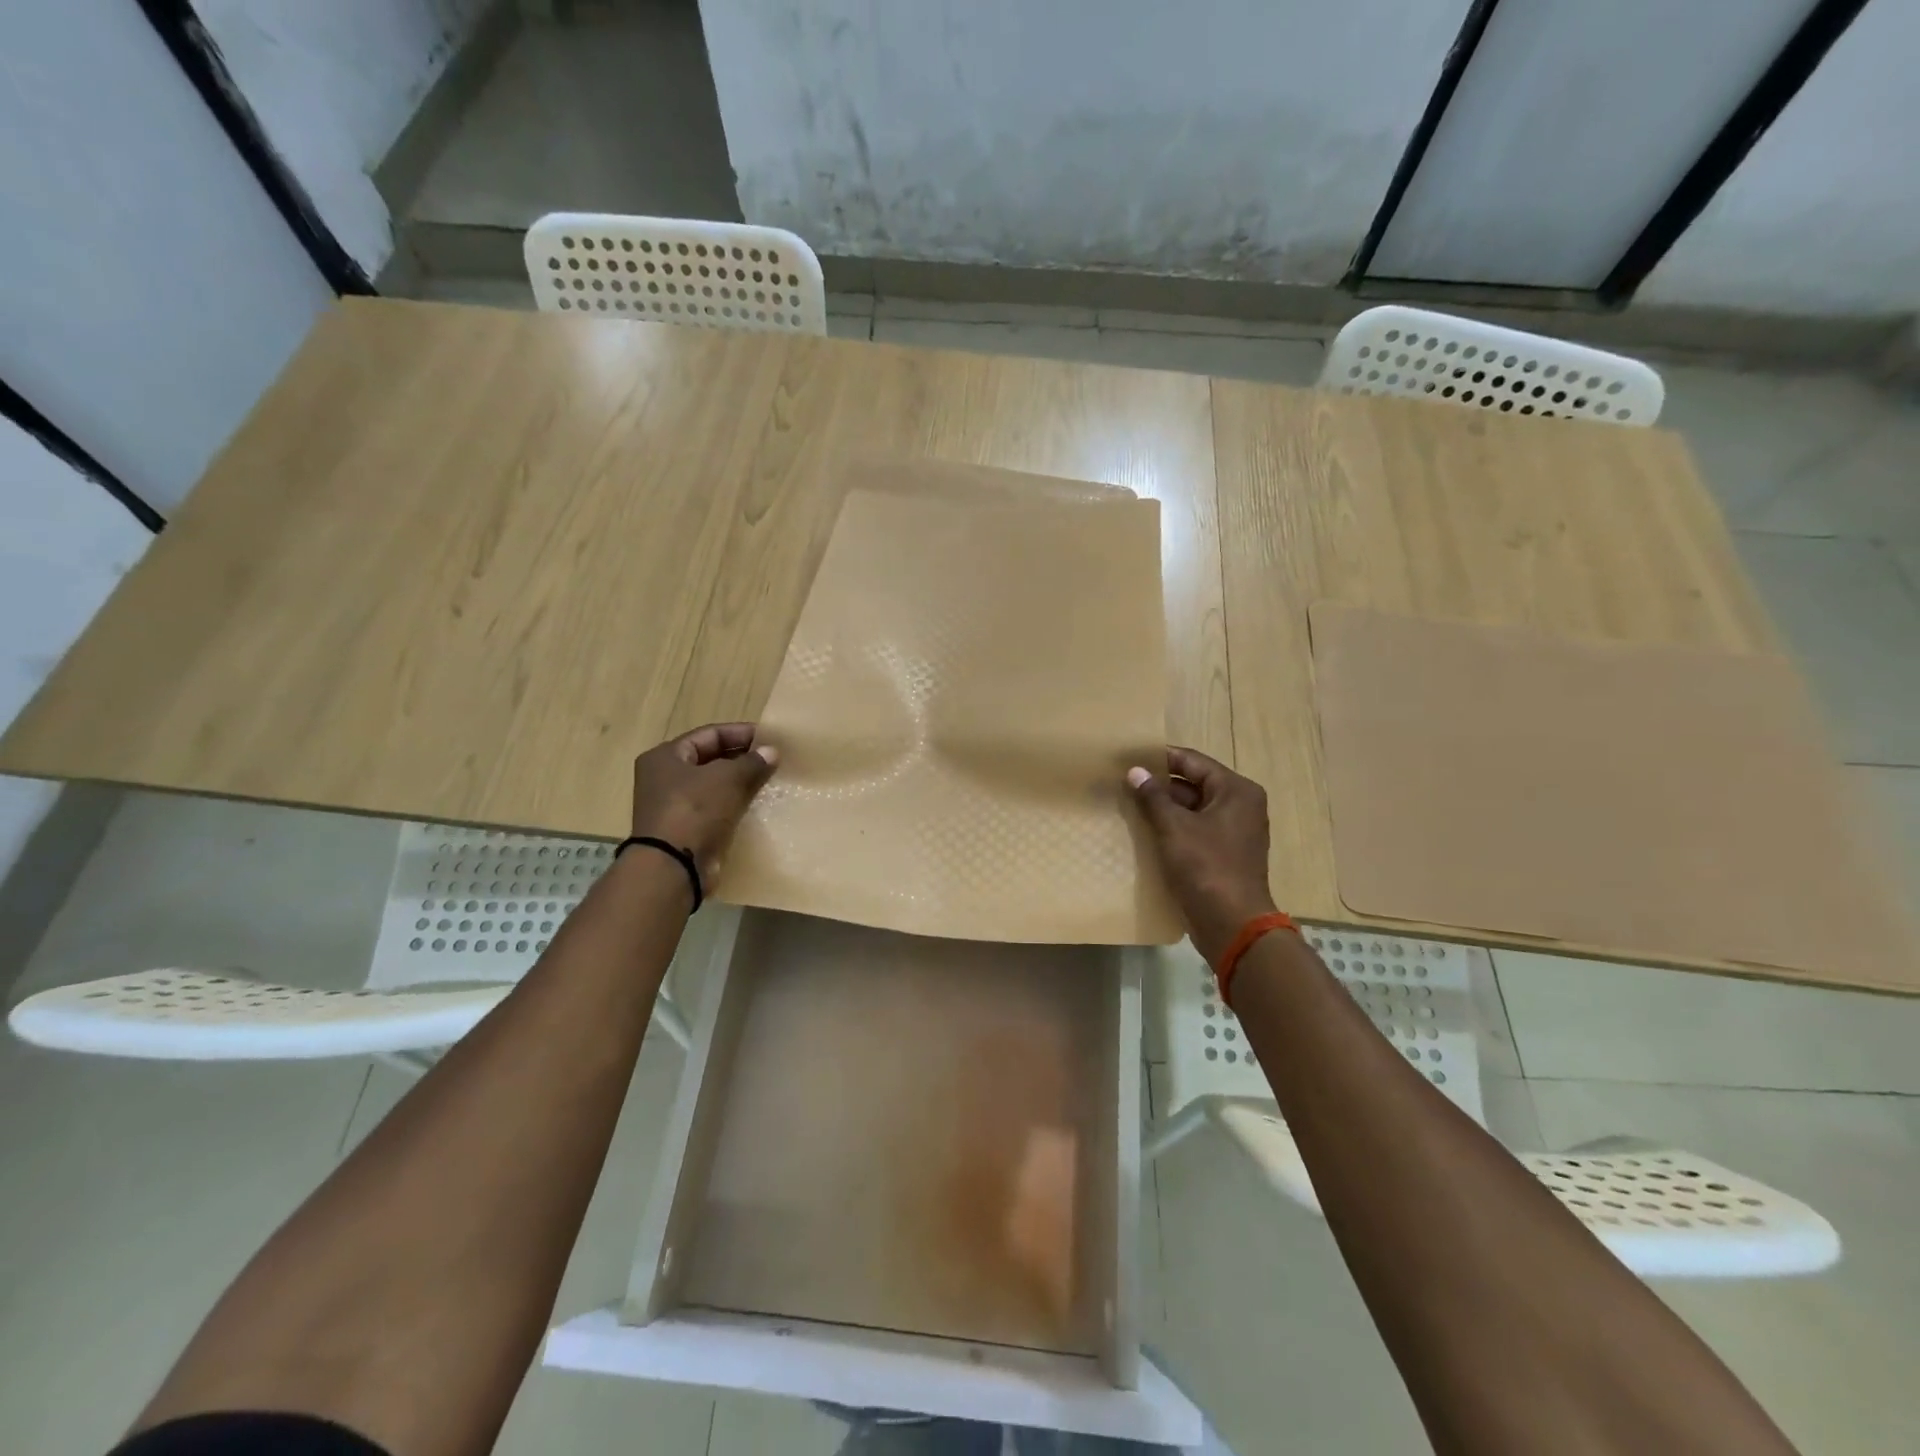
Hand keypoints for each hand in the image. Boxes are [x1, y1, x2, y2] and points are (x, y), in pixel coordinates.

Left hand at [630, 723, 778, 879]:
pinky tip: (759, 806)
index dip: (740, 733)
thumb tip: (772, 752)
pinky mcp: (687, 830)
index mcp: (666, 757)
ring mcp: (674, 807)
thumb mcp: (727, 778)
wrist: (674, 867)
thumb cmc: (695, 810)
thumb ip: (752, 762)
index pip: (709, 734)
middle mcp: (665, 778)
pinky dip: (736, 806)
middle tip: (773, 760)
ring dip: (741, 783)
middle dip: (743, 759)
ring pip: (715, 787)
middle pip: (711, 760)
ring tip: (771, 781)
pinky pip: (716, 810)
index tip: (769, 738)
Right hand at [1128, 747, 1277, 964]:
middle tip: (1125, 783)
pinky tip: (1145, 831)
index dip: (1161, 759)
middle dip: (1160, 785)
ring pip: (1193, 809)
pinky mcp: (1224, 854)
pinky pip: (1195, 830)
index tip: (1130, 757)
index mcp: (1236, 791)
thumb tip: (1135, 771)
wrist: (1232, 924)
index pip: (1193, 762)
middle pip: (1194, 784)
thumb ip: (1153, 797)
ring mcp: (1234, 831)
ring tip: (1129, 804)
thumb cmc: (1206, 867)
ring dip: (1164, 808)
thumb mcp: (1174, 828)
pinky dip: (1173, 828)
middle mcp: (1240, 806)